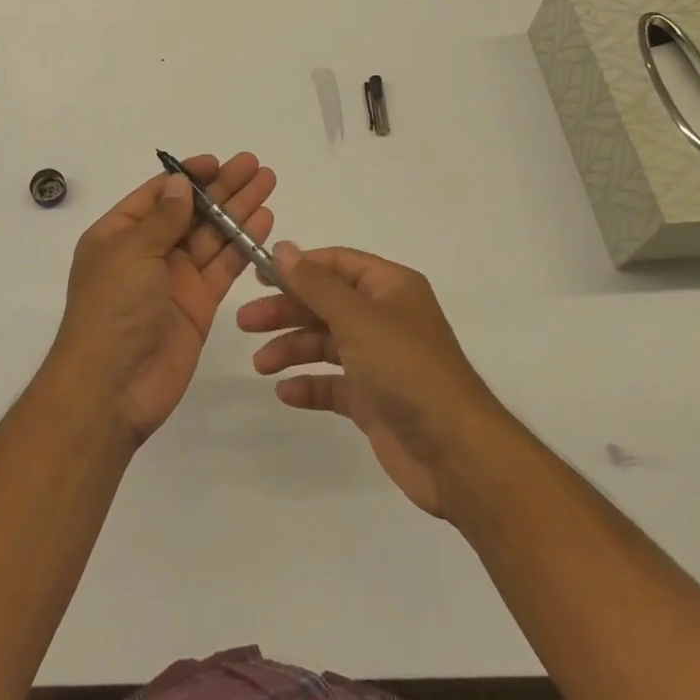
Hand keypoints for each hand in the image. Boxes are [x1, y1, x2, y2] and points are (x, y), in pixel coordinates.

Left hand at [51, 153, 275, 444]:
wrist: (112, 387)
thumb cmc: (112, 308)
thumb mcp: (131, 252)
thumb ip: (163, 218)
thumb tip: (180, 184)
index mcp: (118, 235)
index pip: (158, 195)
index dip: (188, 176)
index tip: (217, 161)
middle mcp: (147, 253)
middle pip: (190, 211)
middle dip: (222, 187)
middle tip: (255, 165)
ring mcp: (174, 279)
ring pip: (212, 235)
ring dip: (238, 209)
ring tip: (267, 182)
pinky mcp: (198, 304)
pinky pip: (224, 266)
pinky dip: (243, 243)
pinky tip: (264, 220)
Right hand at [238, 243, 504, 518]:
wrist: (455, 452)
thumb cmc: (406, 369)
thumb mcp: (357, 318)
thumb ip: (315, 284)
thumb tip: (283, 247)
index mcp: (390, 288)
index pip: (336, 264)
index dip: (297, 267)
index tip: (257, 275)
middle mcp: (385, 318)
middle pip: (325, 304)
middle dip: (286, 311)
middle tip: (245, 322)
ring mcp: (380, 360)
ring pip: (325, 343)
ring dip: (292, 349)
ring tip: (260, 365)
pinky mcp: (374, 399)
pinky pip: (334, 384)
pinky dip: (310, 385)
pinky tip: (286, 393)